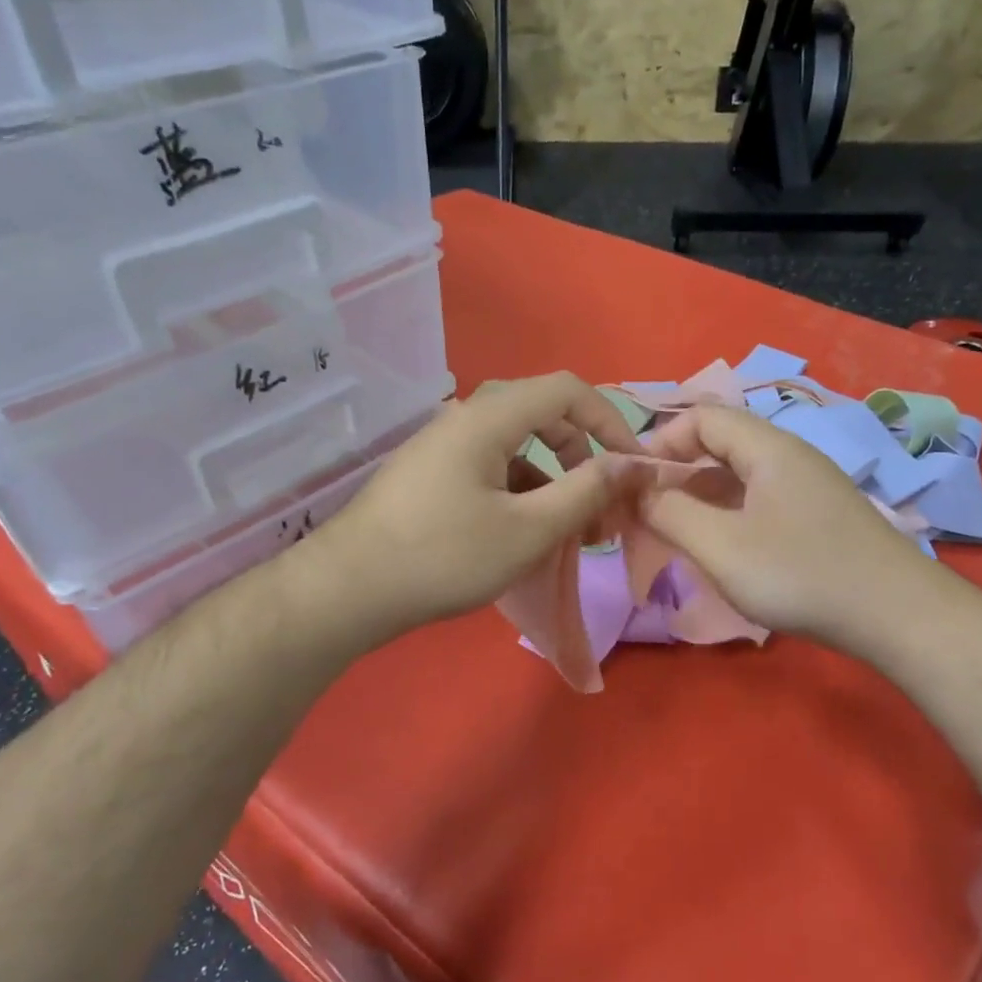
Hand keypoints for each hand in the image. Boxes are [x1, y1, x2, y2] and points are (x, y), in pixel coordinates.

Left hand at [294, 372, 641, 645]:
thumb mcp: (528, 529)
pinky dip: (520, 495)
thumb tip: (632, 464)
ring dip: (552, 482)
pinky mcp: (429, 478)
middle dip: (582, 458)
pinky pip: (489, 471)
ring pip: (515, 449)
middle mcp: (463, 420)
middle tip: (601, 508)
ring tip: (569, 534)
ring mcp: (441, 449)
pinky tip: (525, 538)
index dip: (610, 421)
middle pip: (541, 416)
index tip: (632, 467)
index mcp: (488, 418)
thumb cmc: (444, 557)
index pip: (567, 390)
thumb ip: (586, 491)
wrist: (349, 590)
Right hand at [636, 404, 924, 652]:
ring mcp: (808, 487)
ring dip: (700, 497)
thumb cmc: (800, 574)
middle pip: (720, 443)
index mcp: (767, 448)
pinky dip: (728, 514)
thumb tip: (637, 489)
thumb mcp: (721, 546)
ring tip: (675, 533)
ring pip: (739, 476)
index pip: (701, 417)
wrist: (896, 615)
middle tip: (647, 512)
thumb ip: (670, 512)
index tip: (633, 483)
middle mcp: (790, 456)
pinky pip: (759, 500)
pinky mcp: (817, 517)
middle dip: (676, 472)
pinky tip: (720, 549)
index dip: (660, 442)